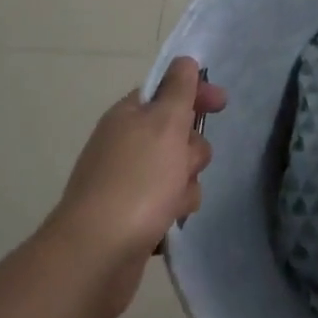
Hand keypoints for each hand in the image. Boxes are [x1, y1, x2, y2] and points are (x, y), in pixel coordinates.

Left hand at [44, 57, 227, 317]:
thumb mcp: (165, 123)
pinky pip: (168, 202)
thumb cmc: (137, 180)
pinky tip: (166, 224)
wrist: (96, 255)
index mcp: (129, 115)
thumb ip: (179, 89)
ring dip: (186, 184)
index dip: (196, 93)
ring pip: (178, 170)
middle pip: (178, 134)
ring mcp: (127, 181)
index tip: (222, 104)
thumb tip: (184, 61)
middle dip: (192, 149)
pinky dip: (172, 210)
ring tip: (173, 202)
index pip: (168, 90)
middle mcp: (126, 144)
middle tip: (184, 165)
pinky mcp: (132, 217)